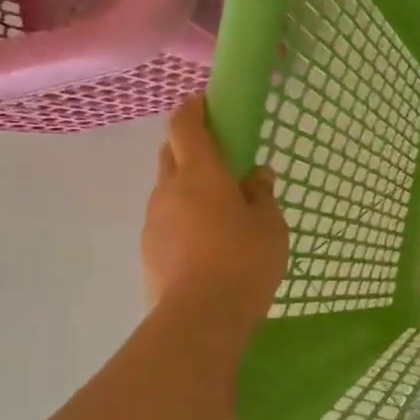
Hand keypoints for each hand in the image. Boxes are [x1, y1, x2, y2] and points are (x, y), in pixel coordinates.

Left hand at [141, 99, 288, 340]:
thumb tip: (257, 176)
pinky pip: (166, 223)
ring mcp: (153, 222)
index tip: (205, 102)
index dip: (193, 109)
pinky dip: (183, 221)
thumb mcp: (270, 225)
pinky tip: (206, 245)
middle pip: (170, 154)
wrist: (200, 318)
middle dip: (189, 147)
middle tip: (219, 160)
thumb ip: (262, 195)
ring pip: (167, 191)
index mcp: (200, 174)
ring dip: (187, 189)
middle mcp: (168, 190)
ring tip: (218, 212)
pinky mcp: (148, 252)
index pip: (186, 125)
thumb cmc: (244, 260)